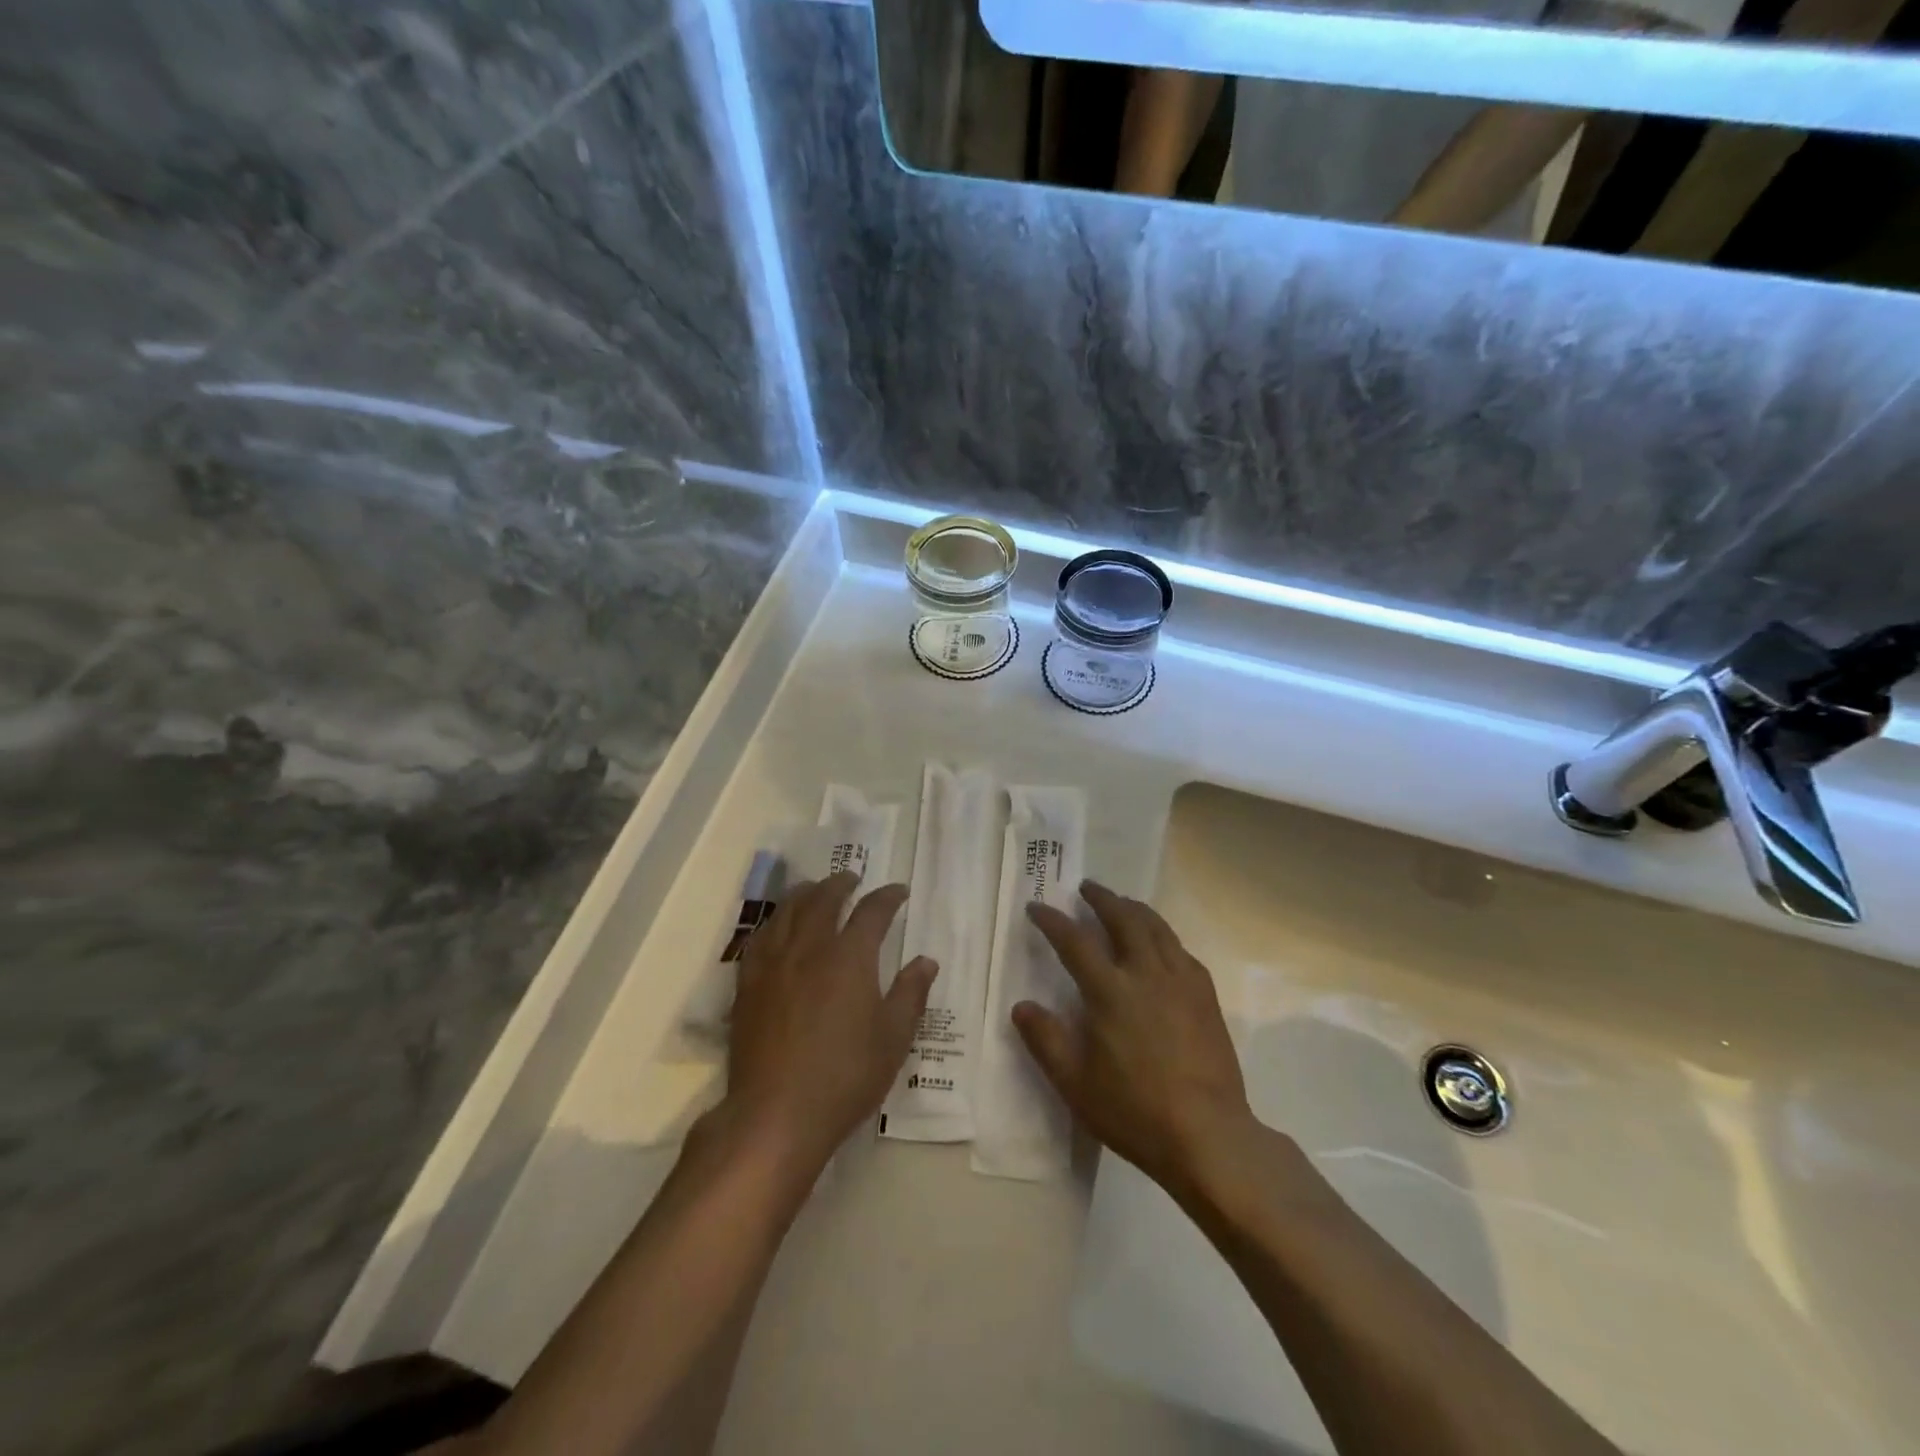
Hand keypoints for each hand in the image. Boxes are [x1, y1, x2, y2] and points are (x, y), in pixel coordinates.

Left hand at [725, 872, 936, 1175]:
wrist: (777, 1113)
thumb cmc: (845, 1076)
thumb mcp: (893, 1038)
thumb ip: (910, 994)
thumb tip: (925, 961)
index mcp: (850, 957)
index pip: (872, 911)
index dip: (888, 896)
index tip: (899, 891)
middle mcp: (809, 948)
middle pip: (823, 899)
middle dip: (841, 883)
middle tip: (852, 878)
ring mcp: (774, 964)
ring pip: (787, 911)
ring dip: (805, 893)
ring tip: (814, 890)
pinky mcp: (748, 984)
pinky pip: (760, 937)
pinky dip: (775, 922)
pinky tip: (778, 928)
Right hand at [1016, 881, 1257, 1199]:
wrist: (1209, 1136)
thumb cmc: (1135, 1111)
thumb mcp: (1075, 1084)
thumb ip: (1045, 1041)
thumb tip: (1021, 1006)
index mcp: (1111, 992)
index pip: (1075, 941)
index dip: (1052, 920)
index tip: (1037, 906)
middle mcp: (1147, 974)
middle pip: (1123, 919)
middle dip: (1102, 898)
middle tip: (1086, 887)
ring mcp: (1182, 982)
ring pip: (1157, 928)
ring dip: (1134, 908)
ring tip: (1121, 903)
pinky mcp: (1206, 996)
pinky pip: (1181, 950)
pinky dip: (1163, 936)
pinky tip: (1160, 944)